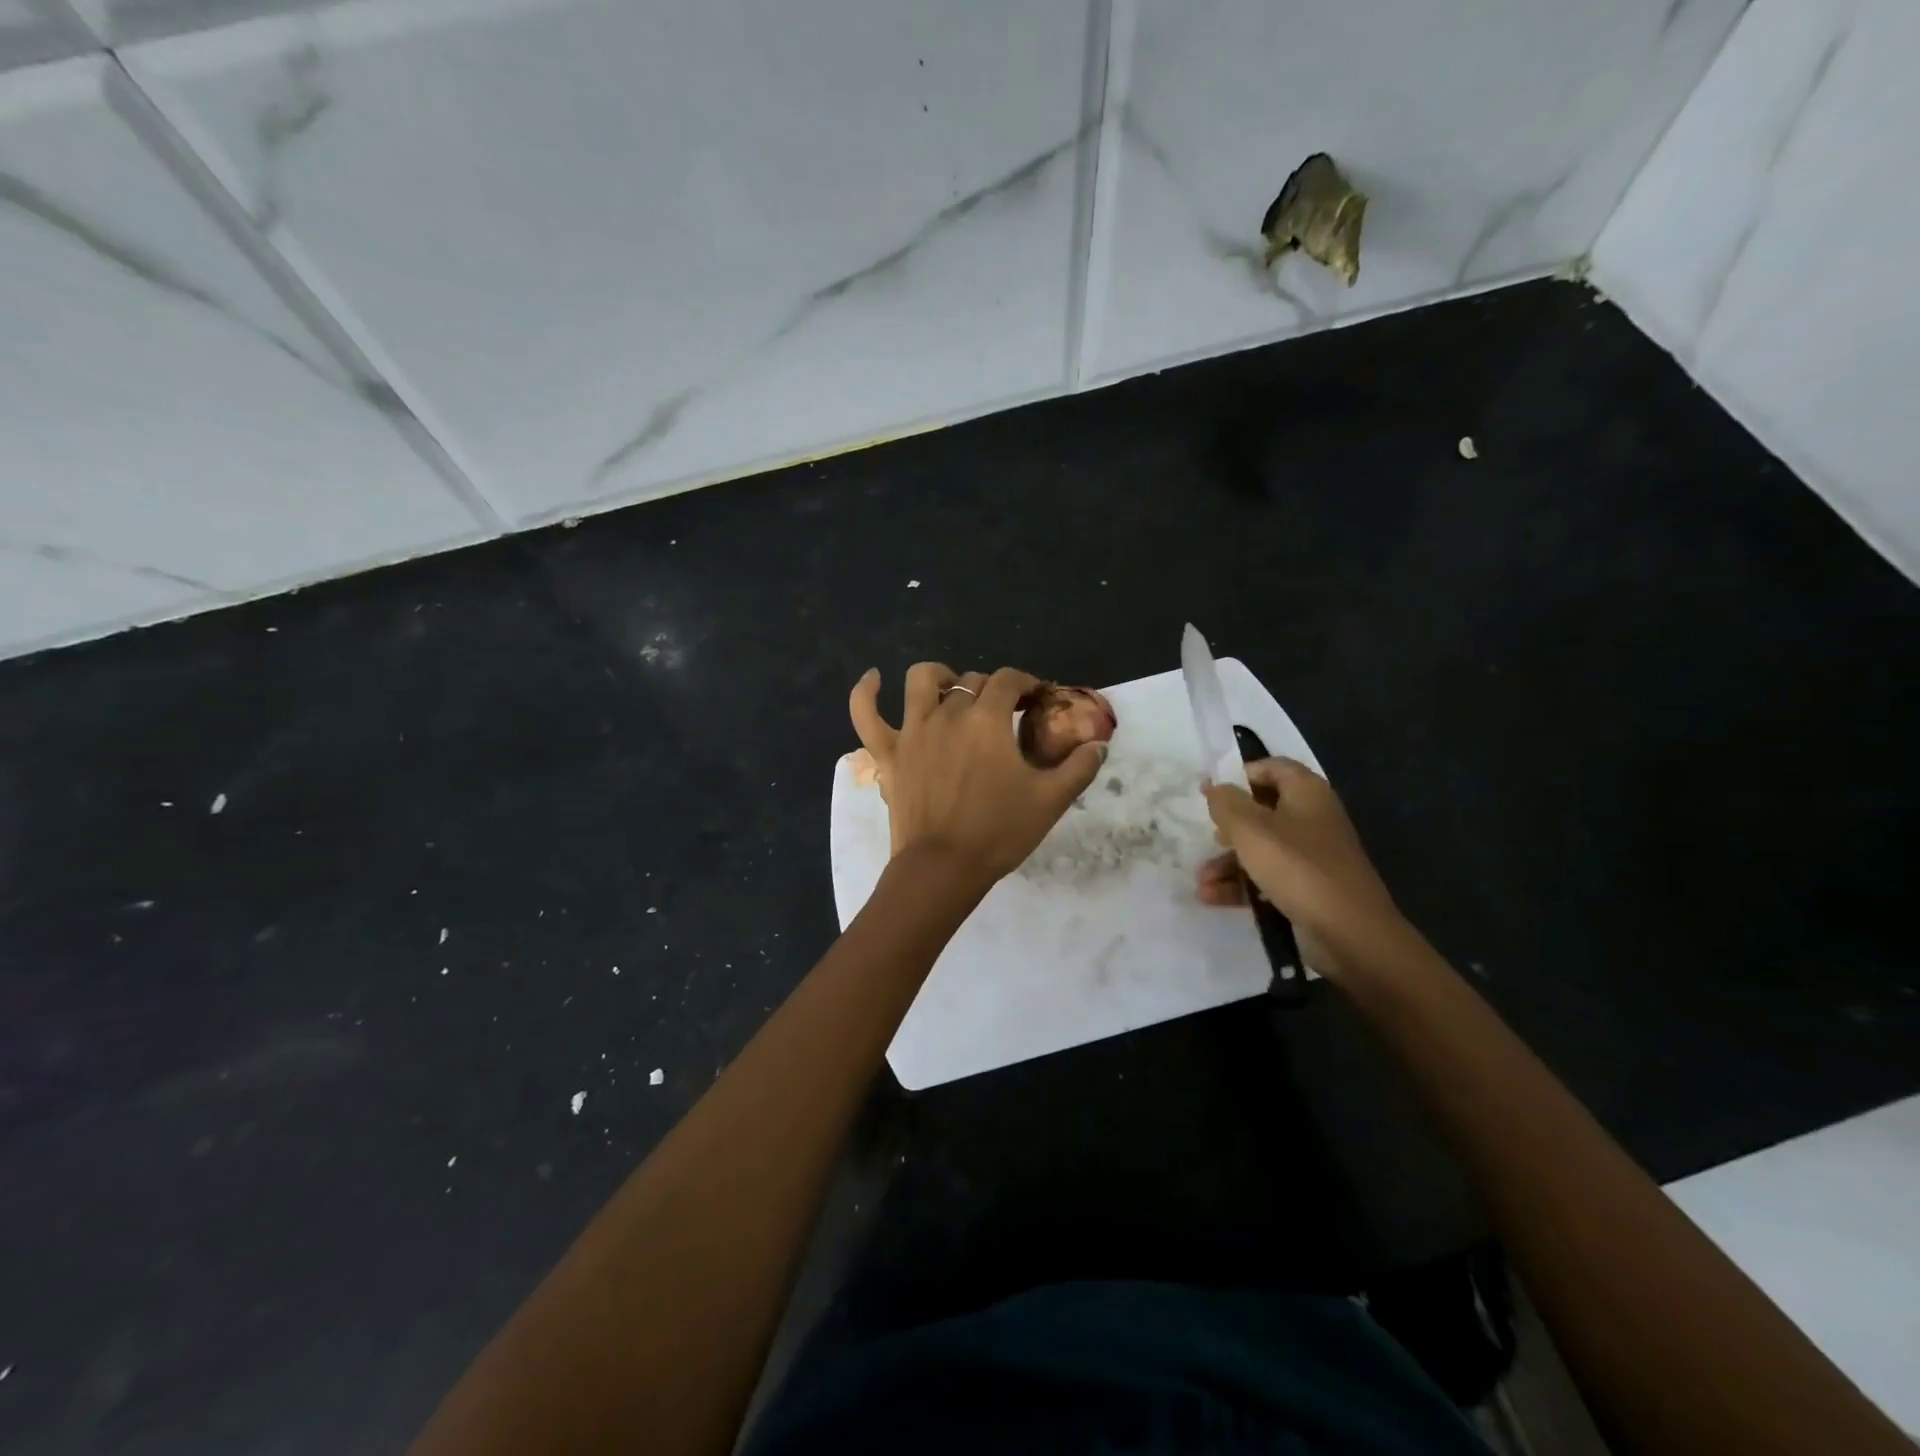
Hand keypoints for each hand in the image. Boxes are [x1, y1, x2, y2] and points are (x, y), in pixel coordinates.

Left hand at [849, 664, 1106, 887]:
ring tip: (953, 689)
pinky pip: (865, 713)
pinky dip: (866, 692)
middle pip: (972, 681)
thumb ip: (1079, 768)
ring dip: (941, 677)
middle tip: (1005, 712)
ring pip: (921, 680)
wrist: (942, 868)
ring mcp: (912, 730)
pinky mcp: (887, 752)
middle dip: (993, 689)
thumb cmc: (998, 832)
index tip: (1036, 698)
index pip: (1009, 680)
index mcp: (988, 720)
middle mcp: (948, 713)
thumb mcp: (1050, 801)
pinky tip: (873, 679)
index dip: (1026, 683)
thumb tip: (1099, 744)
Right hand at [1198, 757, 1406, 975]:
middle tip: (1207, 835)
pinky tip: (1212, 897)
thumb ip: (1226, 803)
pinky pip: (1268, 877)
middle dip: (1228, 826)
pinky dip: (1241, 884)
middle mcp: (1312, 818)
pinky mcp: (1308, 887)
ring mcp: (1312, 855)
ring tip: (1201, 880)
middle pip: (1263, 810)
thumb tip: (1213, 784)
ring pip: (1261, 847)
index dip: (1241, 774)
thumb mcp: (1251, 830)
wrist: (1350, 934)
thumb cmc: (1298, 868)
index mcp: (1306, 793)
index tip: (1212, 791)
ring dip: (1228, 862)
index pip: (1272, 767)